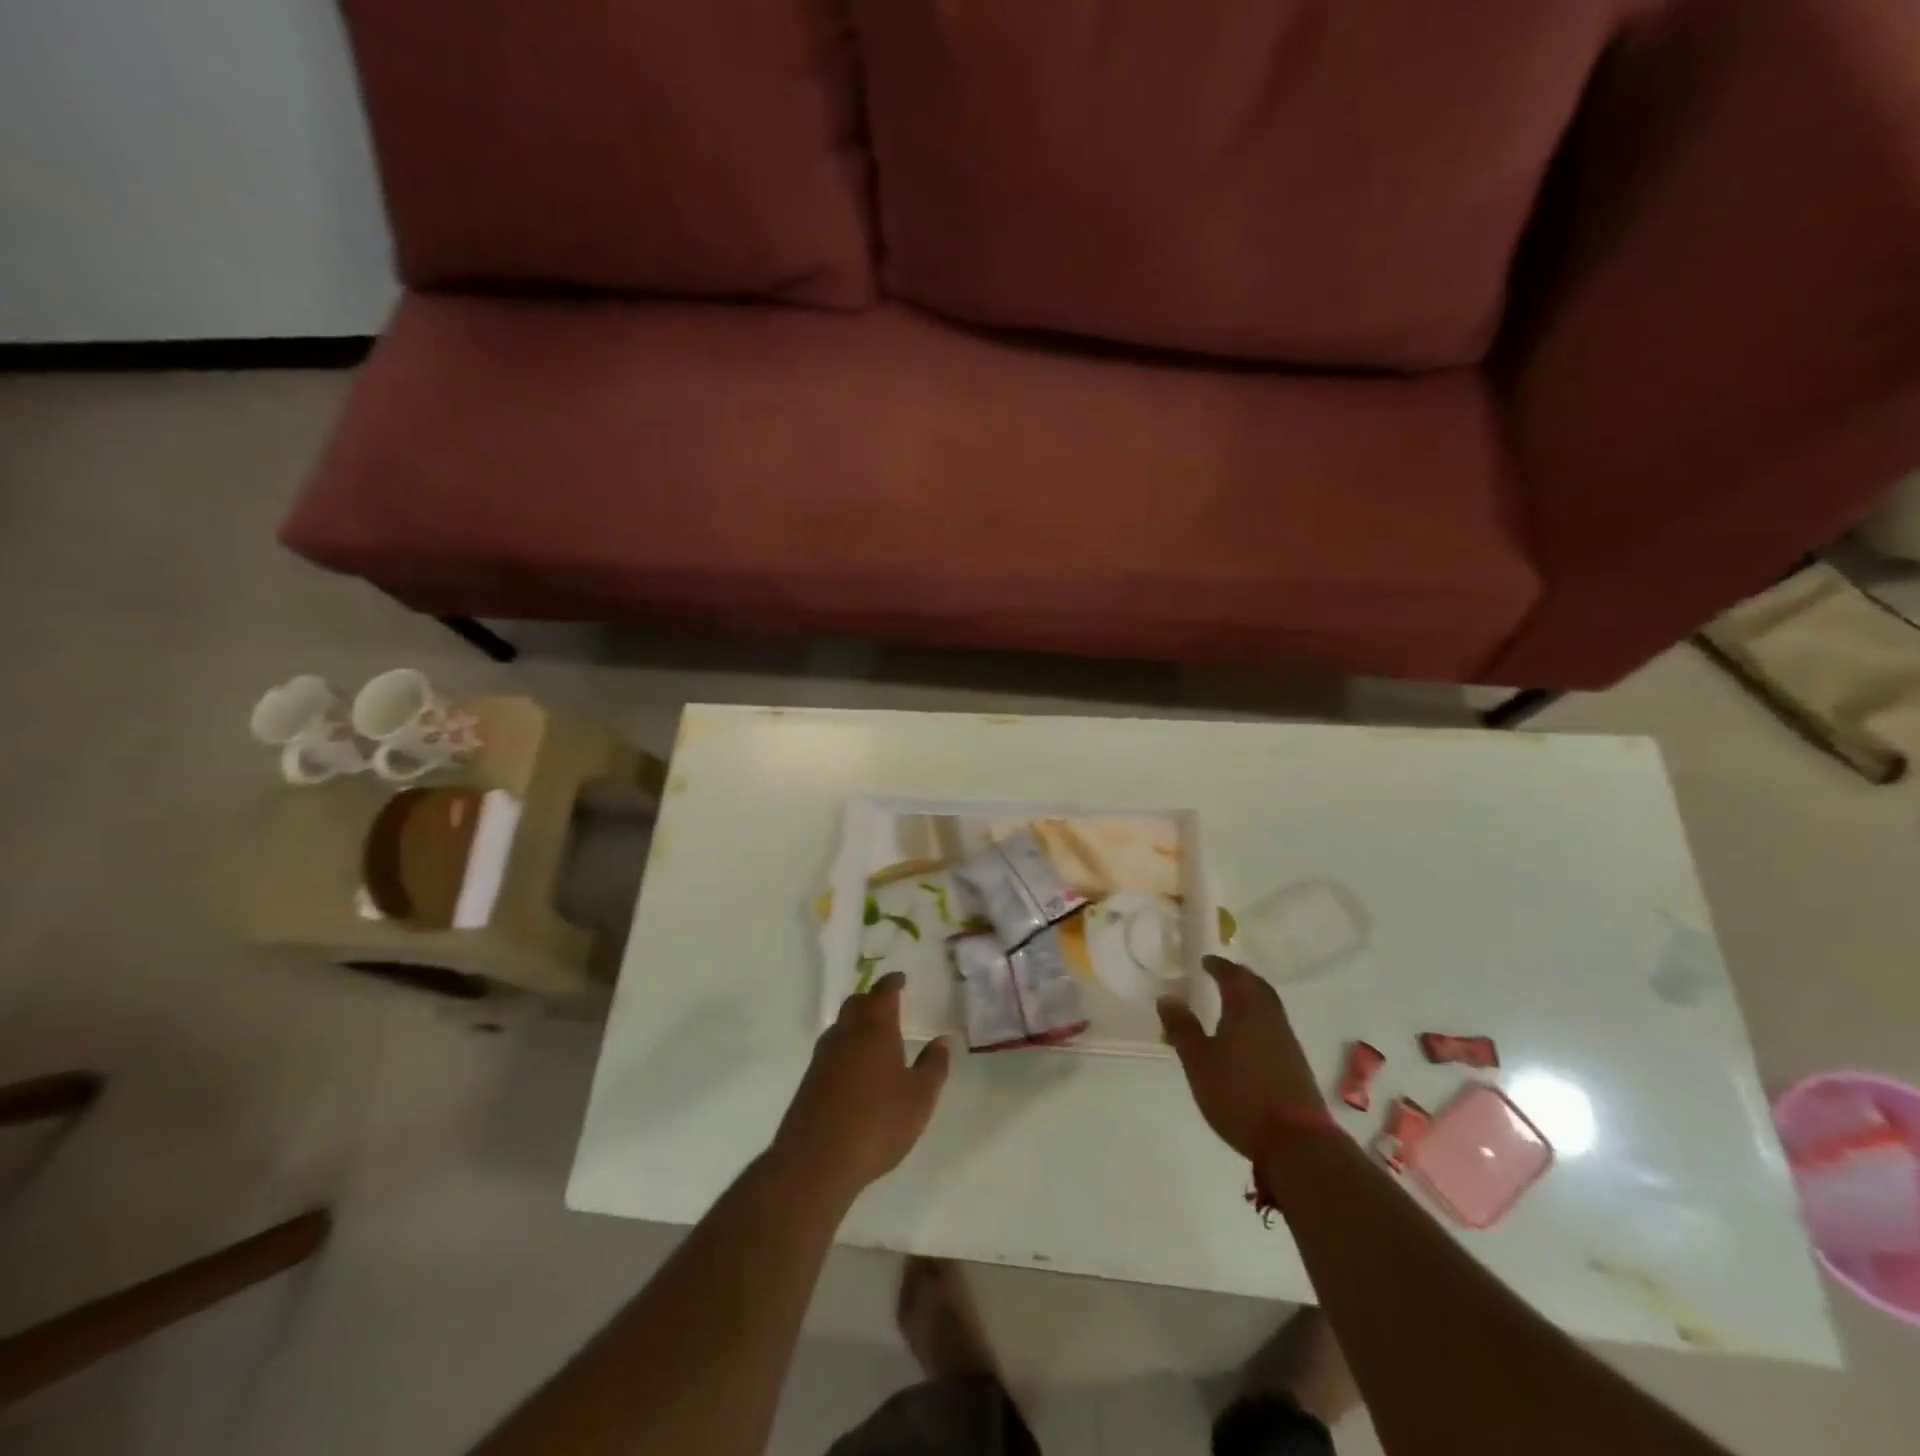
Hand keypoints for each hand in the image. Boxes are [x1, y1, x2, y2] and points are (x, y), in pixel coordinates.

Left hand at [771, 971, 950, 1198]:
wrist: (816, 1160)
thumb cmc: (877, 1123)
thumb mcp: (919, 1098)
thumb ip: (934, 1066)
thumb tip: (942, 1040)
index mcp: (875, 1028)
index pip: (883, 993)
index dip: (892, 983)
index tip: (900, 978)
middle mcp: (846, 1033)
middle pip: (857, 1003)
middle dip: (872, 999)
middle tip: (888, 1004)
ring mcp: (823, 1056)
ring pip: (841, 1025)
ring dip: (857, 1022)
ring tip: (873, 1035)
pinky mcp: (810, 1079)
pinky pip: (831, 1049)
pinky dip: (846, 1046)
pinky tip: (855, 1067)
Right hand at [1157, 954, 1326, 1161]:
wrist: (1296, 1141)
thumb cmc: (1239, 1094)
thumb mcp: (1199, 1062)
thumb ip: (1182, 1028)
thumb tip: (1167, 997)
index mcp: (1246, 1009)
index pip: (1232, 976)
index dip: (1218, 966)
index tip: (1205, 961)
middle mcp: (1270, 1017)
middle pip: (1257, 986)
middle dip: (1238, 977)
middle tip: (1220, 975)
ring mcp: (1287, 1040)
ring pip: (1268, 1005)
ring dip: (1251, 996)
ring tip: (1232, 1001)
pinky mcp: (1295, 1062)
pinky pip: (1274, 1025)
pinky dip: (1258, 1017)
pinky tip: (1248, 1035)